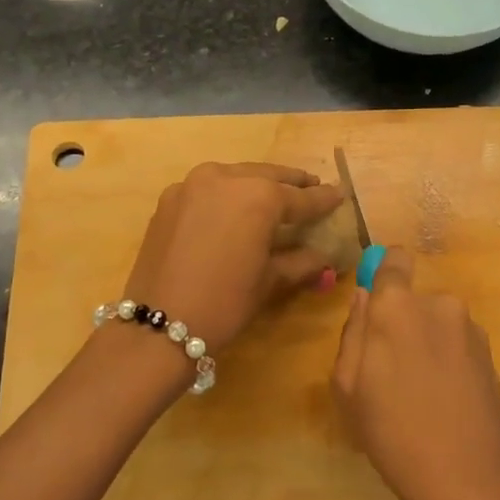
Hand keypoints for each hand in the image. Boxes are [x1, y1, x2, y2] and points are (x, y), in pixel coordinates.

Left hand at [124, 162, 343, 351]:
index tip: (340, 194)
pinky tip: (235, 207)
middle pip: (267, 176)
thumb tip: (324, 258)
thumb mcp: (269, 281)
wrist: (159, 324)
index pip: (300, 197)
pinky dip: (227, 192)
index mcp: (258, 195)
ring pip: (235, 176)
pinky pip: (208, 188)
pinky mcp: (170, 198)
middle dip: (291, 183)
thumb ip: (300, 261)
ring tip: (275, 194)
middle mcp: (225, 177)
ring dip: (257, 183)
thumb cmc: (224, 302)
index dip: (322, 199)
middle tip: (311, 186)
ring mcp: (192, 184)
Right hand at [331, 249, 499, 499]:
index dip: (385, 274)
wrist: (466, 476)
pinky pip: (457, 343)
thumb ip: (354, 331)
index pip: (394, 259)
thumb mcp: (348, 385)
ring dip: (426, 343)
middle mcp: (438, 304)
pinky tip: (444, 401)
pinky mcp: (490, 354)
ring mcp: (470, 328)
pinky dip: (448, 361)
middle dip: (402, 323)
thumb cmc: (391, 431)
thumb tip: (366, 297)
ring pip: (436, 323)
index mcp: (398, 306)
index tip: (377, 306)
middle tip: (390, 371)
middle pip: (413, 300)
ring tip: (420, 393)